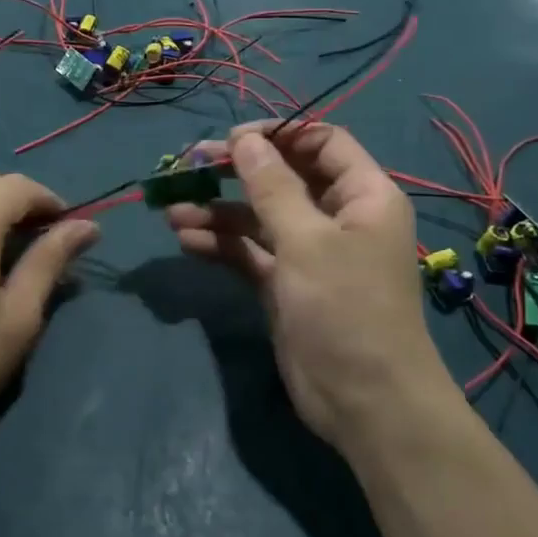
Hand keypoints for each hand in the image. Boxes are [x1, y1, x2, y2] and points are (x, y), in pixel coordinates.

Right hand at [165, 123, 454, 453]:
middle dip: (236, 172)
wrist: (365, 402)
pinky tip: (186, 242)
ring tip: (172, 212)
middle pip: (283, 177)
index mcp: (362, 195)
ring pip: (259, 217)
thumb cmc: (346, 308)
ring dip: (218, 212)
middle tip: (189, 168)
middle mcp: (338, 217)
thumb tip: (242, 138)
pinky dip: (221, 245)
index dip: (278, 134)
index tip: (231, 140)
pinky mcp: (286, 284)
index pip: (321, 142)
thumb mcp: (307, 240)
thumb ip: (271, 185)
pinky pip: (250, 252)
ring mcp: (310, 252)